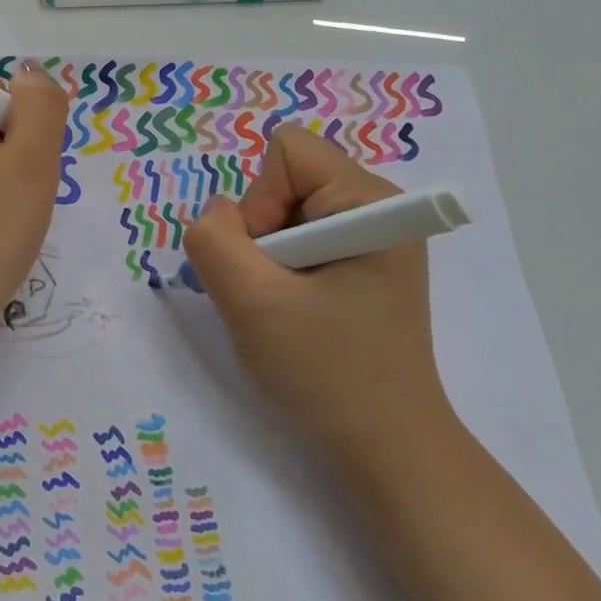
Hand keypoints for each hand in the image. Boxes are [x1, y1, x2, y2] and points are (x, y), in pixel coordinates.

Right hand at [182, 125, 452, 443]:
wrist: (386, 447)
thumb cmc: (326, 372)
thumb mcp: (252, 303)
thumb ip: (214, 240)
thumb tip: (218, 214)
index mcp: (370, 201)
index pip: (287, 152)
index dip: (258, 202)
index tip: (269, 264)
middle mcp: (379, 207)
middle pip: (285, 180)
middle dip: (260, 234)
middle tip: (273, 294)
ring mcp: (374, 237)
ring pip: (285, 213)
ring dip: (266, 259)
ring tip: (283, 310)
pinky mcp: (363, 265)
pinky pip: (299, 240)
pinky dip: (280, 272)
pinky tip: (295, 314)